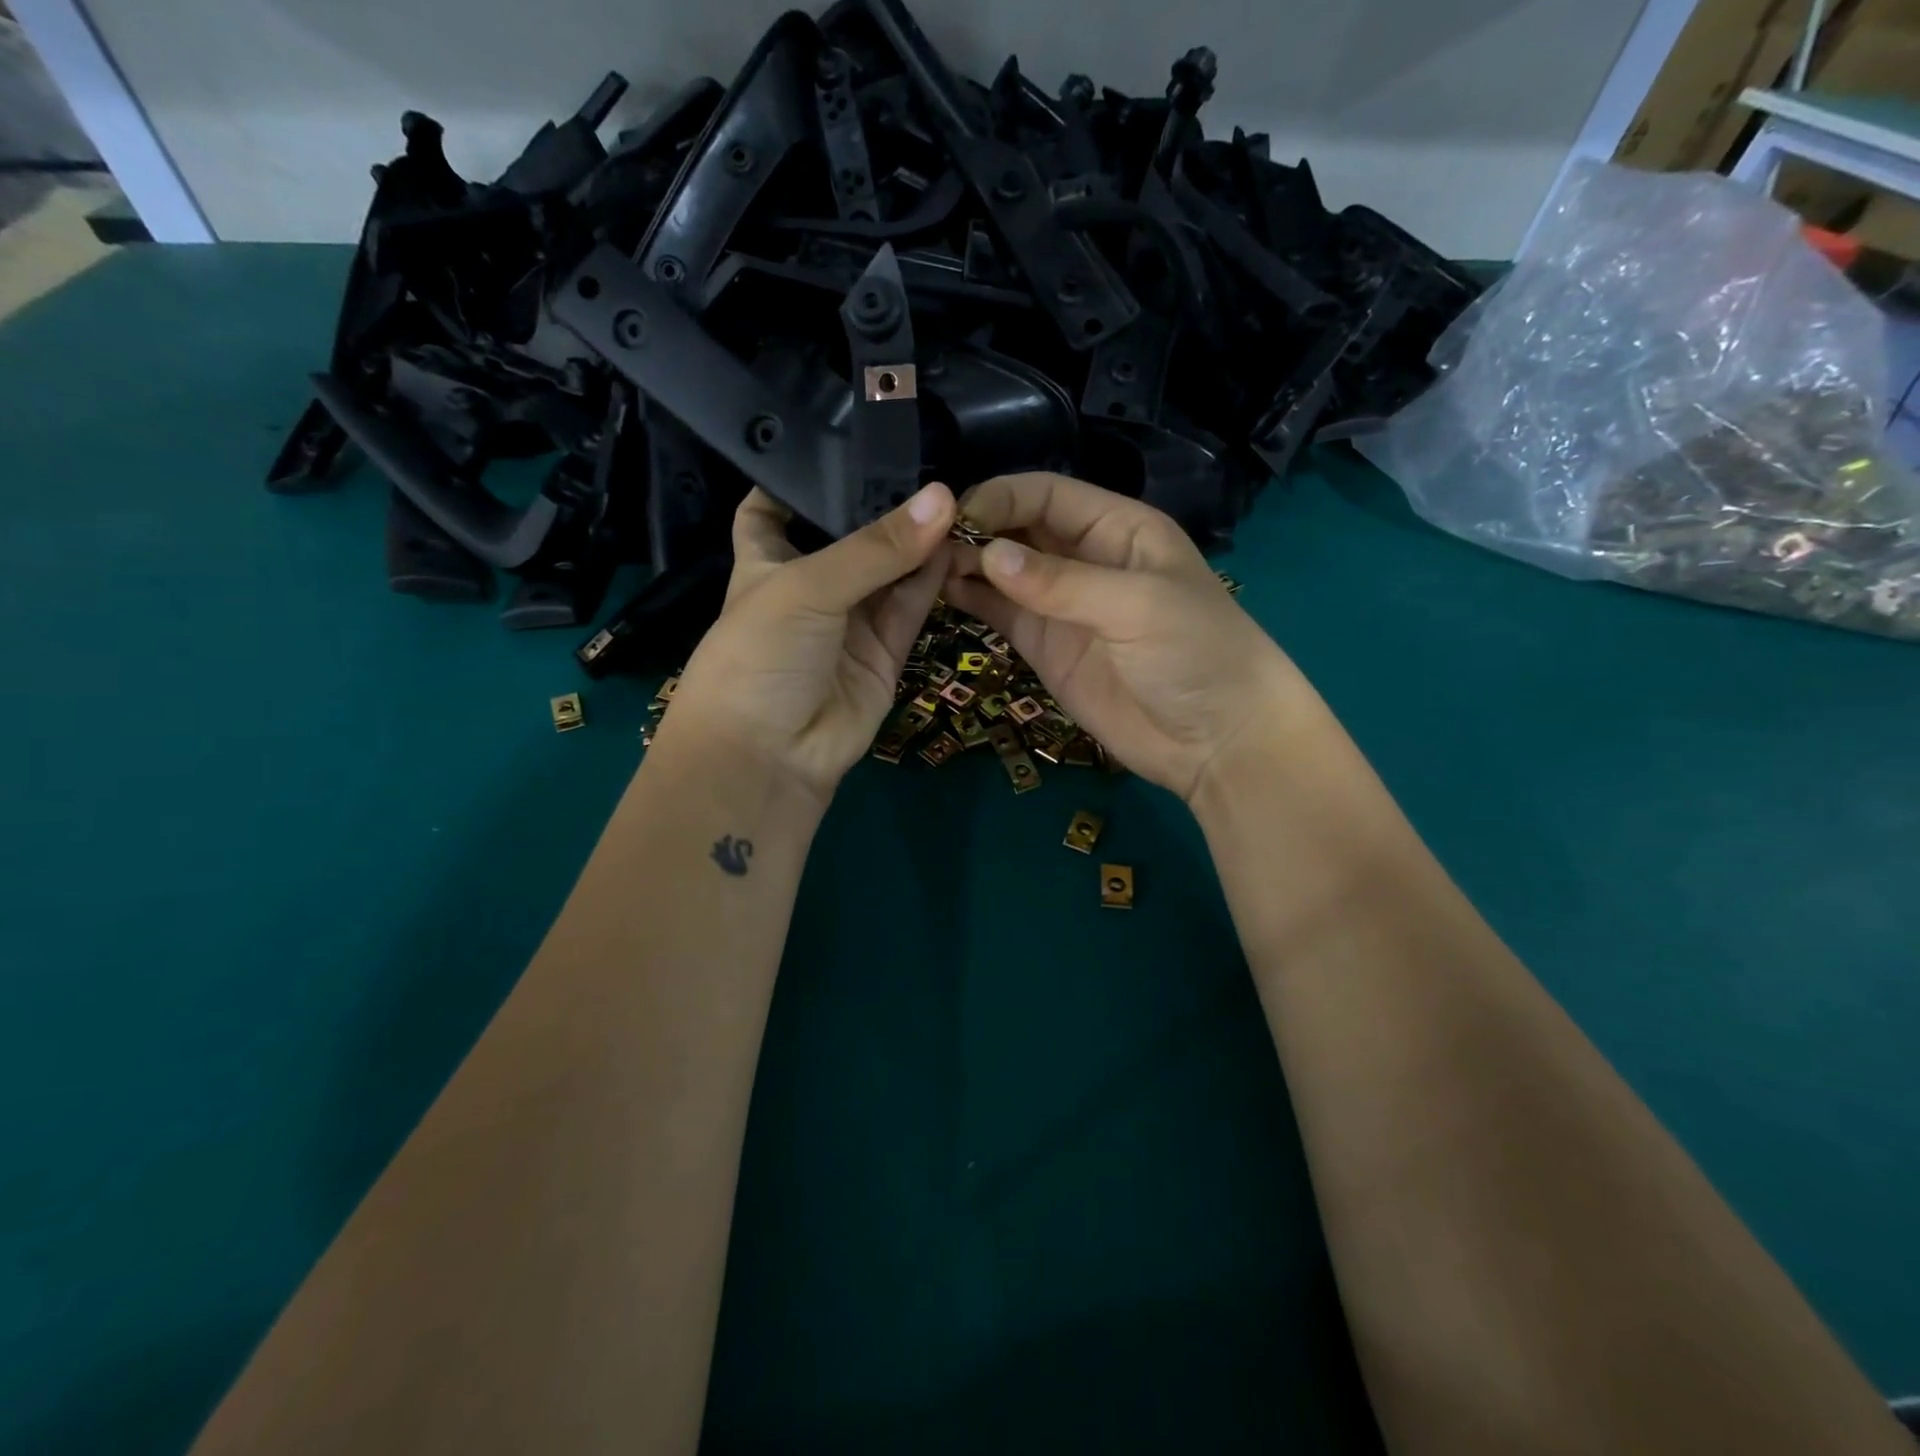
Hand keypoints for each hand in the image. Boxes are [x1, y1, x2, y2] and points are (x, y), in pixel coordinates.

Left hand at [654, 483, 955, 806]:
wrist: (771, 755)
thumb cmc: (761, 655)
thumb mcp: (807, 586)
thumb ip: (876, 546)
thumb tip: (943, 498)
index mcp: (765, 562)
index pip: (771, 508)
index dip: (796, 477)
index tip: (838, 440)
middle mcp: (809, 586)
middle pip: (848, 536)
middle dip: (880, 504)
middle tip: (926, 458)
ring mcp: (849, 621)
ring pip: (889, 571)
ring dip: (916, 541)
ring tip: (955, 498)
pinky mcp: (884, 652)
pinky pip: (910, 607)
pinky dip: (931, 580)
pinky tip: (955, 544)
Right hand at [944, 473, 1302, 803]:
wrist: (1215, 740)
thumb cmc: (1196, 654)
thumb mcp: (1138, 606)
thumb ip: (1063, 582)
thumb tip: (988, 556)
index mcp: (1118, 528)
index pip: (1048, 494)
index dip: (1002, 498)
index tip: (956, 516)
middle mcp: (1085, 558)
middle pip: (1020, 528)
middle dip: (977, 530)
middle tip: (926, 544)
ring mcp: (1062, 605)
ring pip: (1004, 571)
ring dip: (967, 565)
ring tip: (923, 568)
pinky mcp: (1046, 647)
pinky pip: (1002, 613)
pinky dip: (972, 601)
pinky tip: (939, 594)